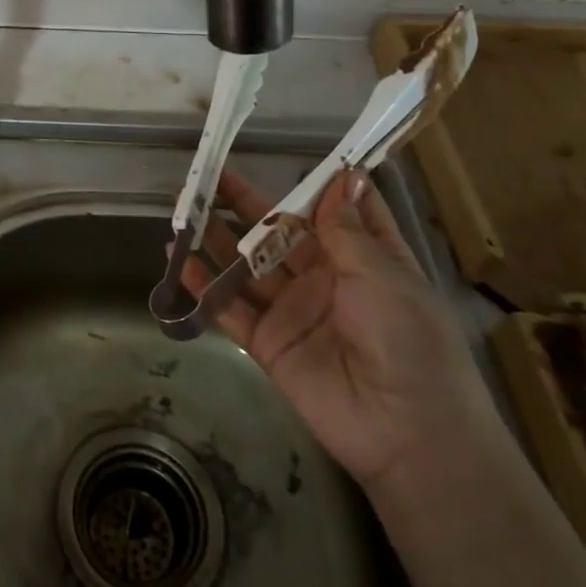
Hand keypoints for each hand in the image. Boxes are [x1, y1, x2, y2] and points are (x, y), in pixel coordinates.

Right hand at [178, 168, 501, 491]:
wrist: (406, 431)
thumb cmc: (408, 339)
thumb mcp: (382, 274)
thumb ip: (345, 230)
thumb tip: (343, 175)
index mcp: (363, 258)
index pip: (337, 212)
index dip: (316, 184)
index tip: (291, 155)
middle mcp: (324, 278)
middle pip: (278, 232)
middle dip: (246, 204)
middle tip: (210, 176)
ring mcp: (293, 310)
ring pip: (247, 265)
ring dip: (216, 239)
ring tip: (182, 209)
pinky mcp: (268, 342)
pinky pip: (230, 307)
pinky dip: (203, 285)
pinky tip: (177, 260)